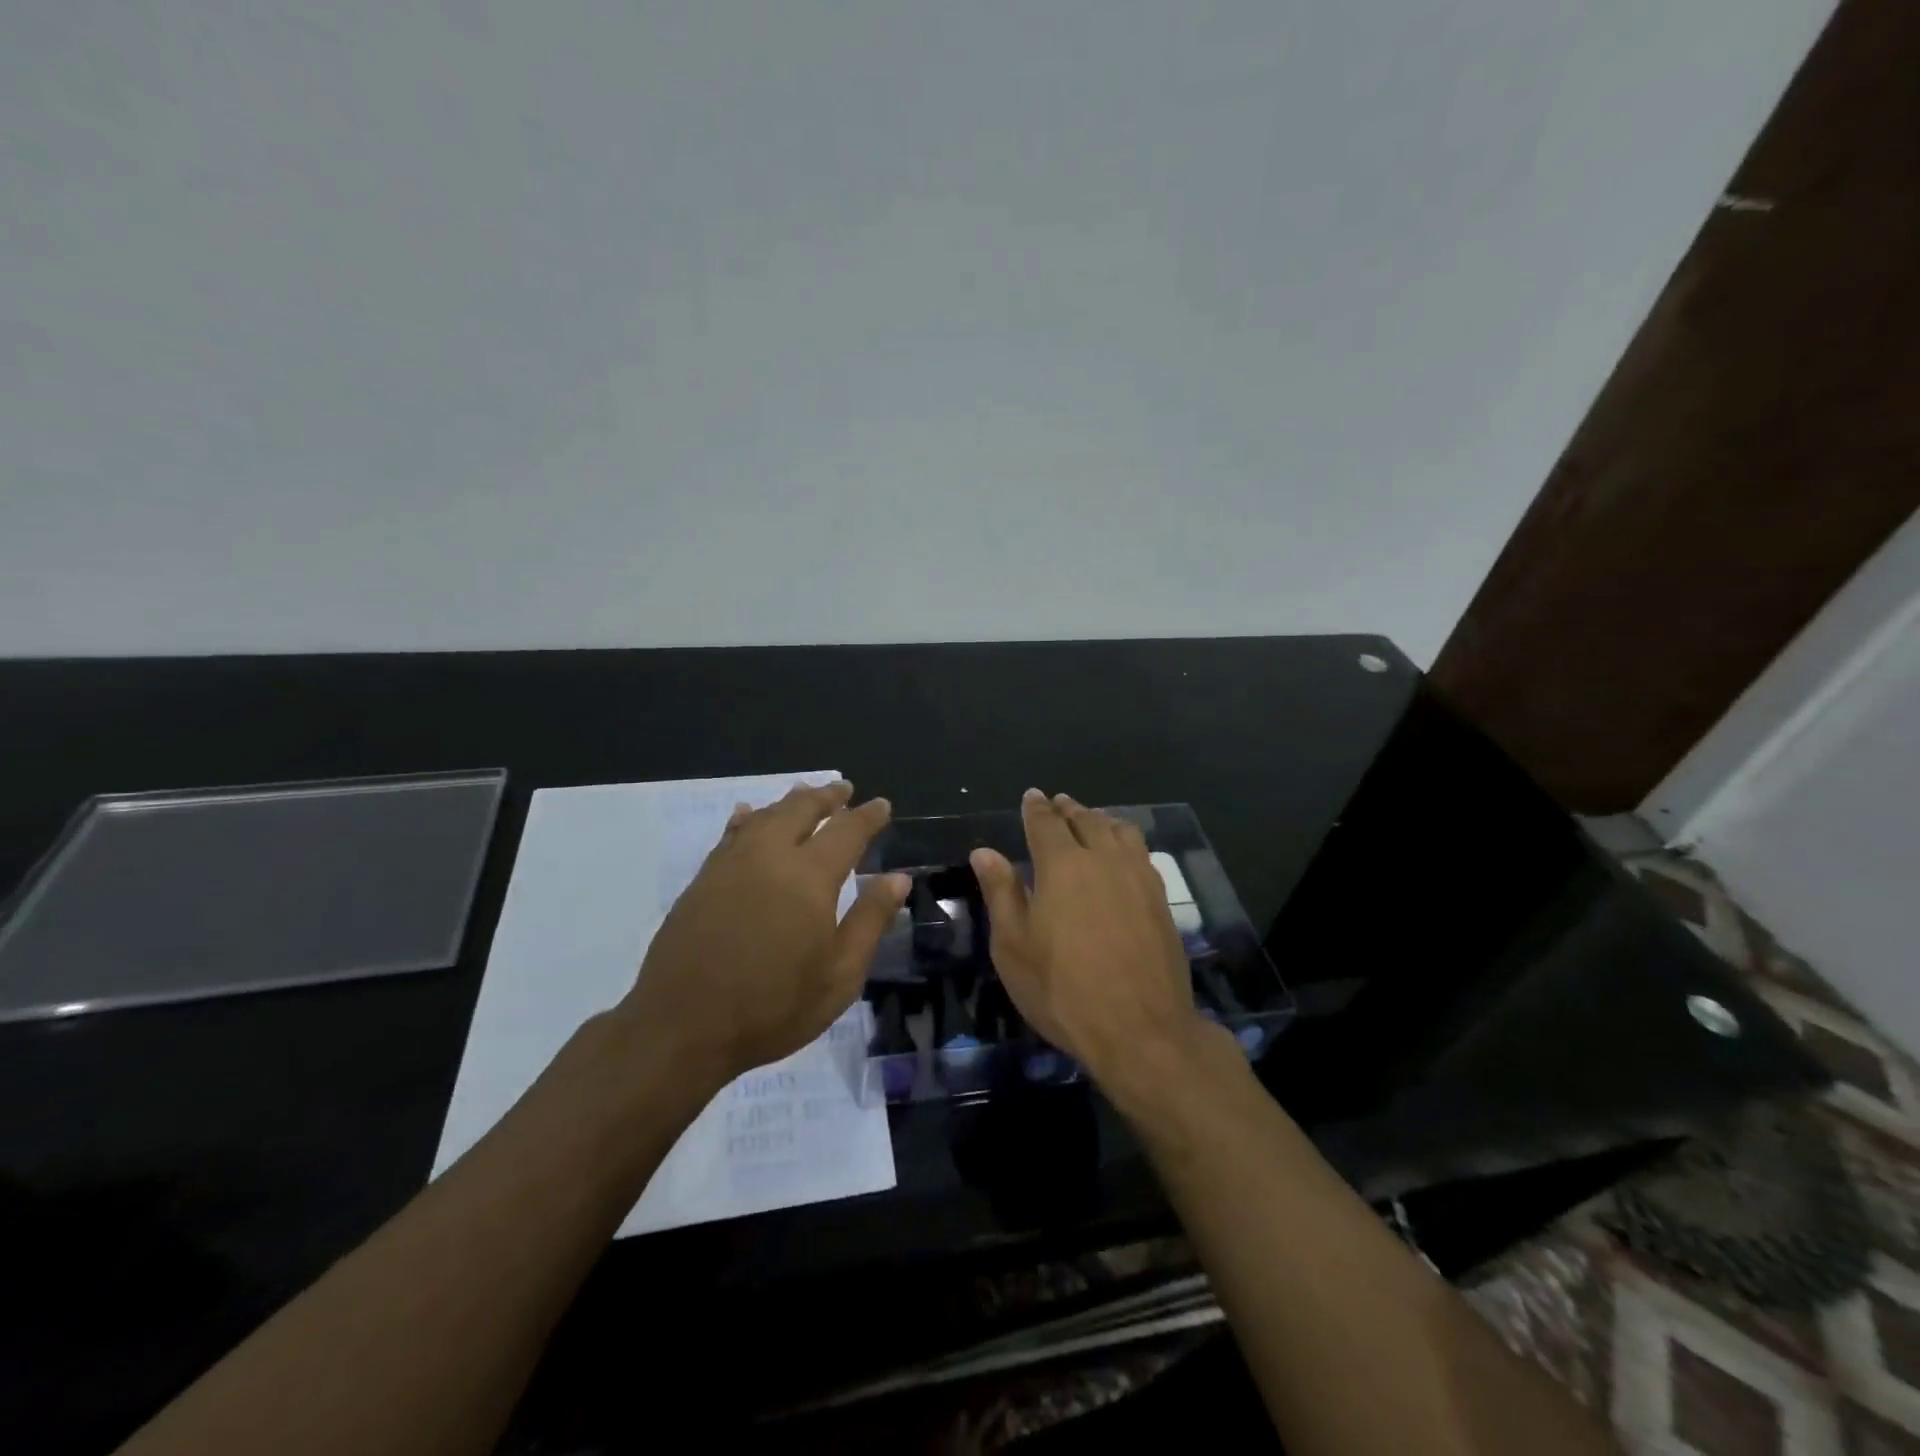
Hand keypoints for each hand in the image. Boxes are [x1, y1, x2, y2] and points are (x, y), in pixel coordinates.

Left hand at [612, 781, 910, 1088]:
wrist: (683, 1026)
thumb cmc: (773, 1006)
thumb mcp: (839, 975)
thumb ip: (870, 921)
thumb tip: (897, 879)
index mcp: (810, 876)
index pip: (846, 831)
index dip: (867, 816)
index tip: (881, 805)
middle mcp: (770, 856)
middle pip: (801, 809)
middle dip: (826, 797)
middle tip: (843, 789)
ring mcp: (730, 864)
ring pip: (765, 816)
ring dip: (789, 801)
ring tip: (804, 793)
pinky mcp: (702, 880)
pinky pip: (731, 833)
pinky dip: (747, 817)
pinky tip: (747, 814)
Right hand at [970, 789, 1216, 1089]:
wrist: (1141, 1029)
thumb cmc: (1063, 990)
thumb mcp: (1014, 946)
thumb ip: (1001, 892)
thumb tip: (984, 852)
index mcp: (1062, 865)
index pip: (1046, 823)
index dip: (1036, 808)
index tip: (1032, 796)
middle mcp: (1103, 858)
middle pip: (1085, 820)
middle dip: (1068, 809)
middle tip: (1058, 802)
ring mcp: (1138, 876)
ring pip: (1119, 830)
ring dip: (1100, 819)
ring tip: (1091, 820)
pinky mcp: (1160, 899)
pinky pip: (1140, 852)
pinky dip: (1125, 840)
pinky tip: (1122, 853)